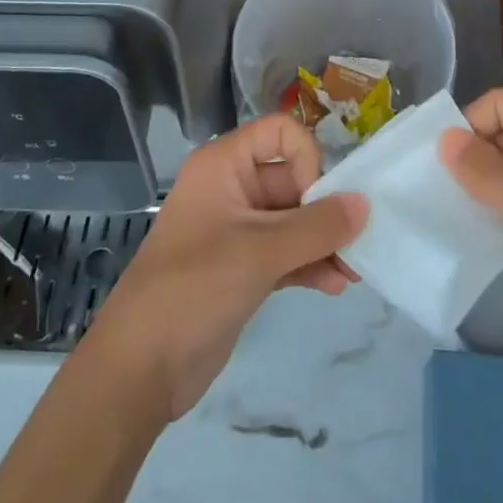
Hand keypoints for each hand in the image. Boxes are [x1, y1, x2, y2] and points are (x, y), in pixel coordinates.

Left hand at [86, 114, 367, 420]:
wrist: (138, 369)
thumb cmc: (194, 288)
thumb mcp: (259, 252)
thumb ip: (317, 227)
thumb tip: (364, 204)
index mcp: (224, 165)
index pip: (280, 133)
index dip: (306, 159)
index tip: (315, 200)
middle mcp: (231, 188)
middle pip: (291, 178)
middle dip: (325, 209)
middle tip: (357, 243)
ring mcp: (236, 230)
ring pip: (292, 220)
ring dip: (323, 241)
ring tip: (353, 271)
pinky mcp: (241, 268)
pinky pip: (285, 252)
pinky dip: (309, 263)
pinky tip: (335, 285)